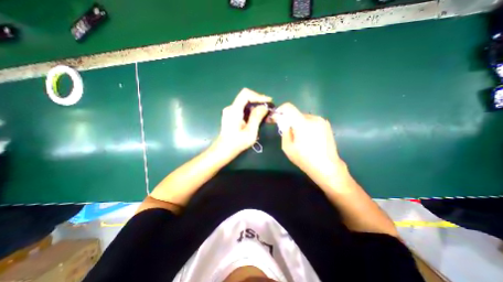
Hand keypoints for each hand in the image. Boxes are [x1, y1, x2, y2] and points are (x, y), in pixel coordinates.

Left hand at [214, 88, 272, 156]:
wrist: (224, 149)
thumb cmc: (237, 143)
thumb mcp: (250, 132)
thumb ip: (256, 118)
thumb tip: (264, 107)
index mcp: (234, 111)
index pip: (245, 94)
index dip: (258, 96)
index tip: (268, 102)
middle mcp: (230, 108)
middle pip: (246, 98)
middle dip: (259, 102)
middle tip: (269, 110)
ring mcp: (230, 111)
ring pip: (245, 104)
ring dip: (256, 108)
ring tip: (265, 116)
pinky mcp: (231, 115)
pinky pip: (243, 109)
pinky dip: (251, 111)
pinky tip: (257, 119)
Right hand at [272, 103, 345, 186]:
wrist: (327, 167)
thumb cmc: (305, 159)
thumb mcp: (288, 147)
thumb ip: (284, 131)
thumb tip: (284, 122)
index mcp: (303, 124)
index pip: (289, 107)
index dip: (280, 110)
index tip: (277, 118)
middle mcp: (313, 118)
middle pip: (296, 114)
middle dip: (290, 121)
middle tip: (289, 133)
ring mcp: (322, 121)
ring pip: (304, 118)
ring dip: (299, 124)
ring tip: (301, 138)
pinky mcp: (326, 125)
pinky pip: (311, 121)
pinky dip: (306, 126)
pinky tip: (309, 138)